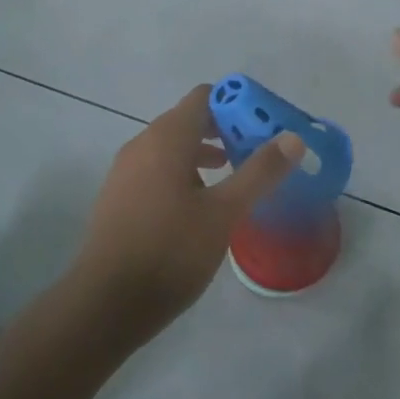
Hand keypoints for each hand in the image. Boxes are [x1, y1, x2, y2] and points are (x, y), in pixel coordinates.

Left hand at [73, 84, 303, 343]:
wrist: (107, 301)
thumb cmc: (171, 251)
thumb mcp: (224, 213)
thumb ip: (259, 172)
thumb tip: (292, 138)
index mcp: (167, 138)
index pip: (204, 97)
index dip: (236, 104)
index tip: (263, 124)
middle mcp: (142, 143)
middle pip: (188, 119)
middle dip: (224, 130)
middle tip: (256, 151)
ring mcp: (126, 169)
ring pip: (171, 146)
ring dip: (203, 152)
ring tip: (232, 175)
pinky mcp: (118, 195)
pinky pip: (156, 167)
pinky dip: (182, 171)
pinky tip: (198, 204)